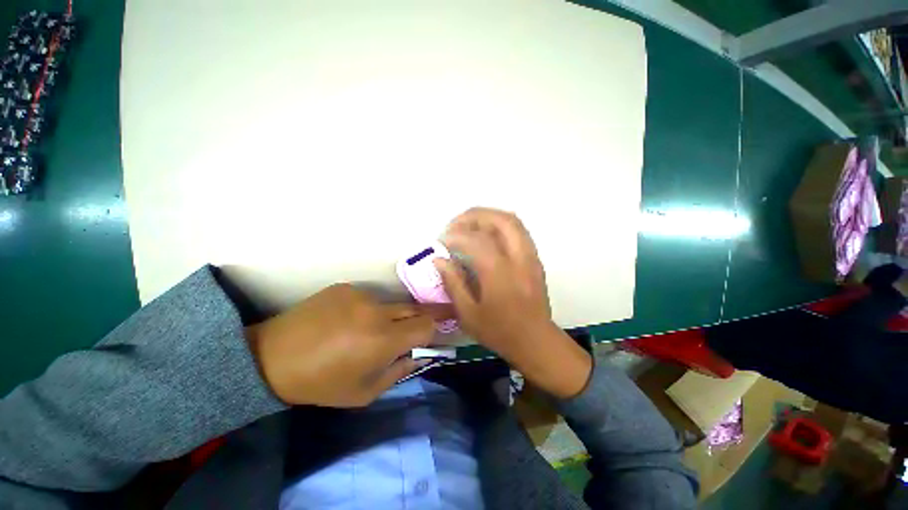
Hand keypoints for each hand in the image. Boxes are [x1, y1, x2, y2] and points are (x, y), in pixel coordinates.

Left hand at [246, 284, 439, 406]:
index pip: (426, 324)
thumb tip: (421, 354)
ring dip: (391, 316)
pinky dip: (368, 310)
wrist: (272, 357)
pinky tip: (348, 321)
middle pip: (415, 308)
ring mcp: (359, 295)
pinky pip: (368, 298)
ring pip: (391, 304)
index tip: (444, 325)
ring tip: (371, 330)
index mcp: (383, 340)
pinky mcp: (345, 287)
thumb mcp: (364, 392)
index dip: (437, 325)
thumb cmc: (321, 383)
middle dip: (427, 314)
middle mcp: (376, 311)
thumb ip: (400, 371)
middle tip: (435, 315)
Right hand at [435, 208, 591, 398]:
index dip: (455, 236)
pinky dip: (499, 224)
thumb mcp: (468, 314)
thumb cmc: (499, 331)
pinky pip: (518, 230)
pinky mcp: (534, 258)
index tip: (442, 242)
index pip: (475, 240)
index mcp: (499, 273)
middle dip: (474, 216)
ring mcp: (530, 256)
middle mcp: (518, 258)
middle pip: (500, 219)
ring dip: (488, 216)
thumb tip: (439, 259)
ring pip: (512, 220)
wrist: (536, 341)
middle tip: (455, 225)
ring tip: (469, 226)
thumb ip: (453, 283)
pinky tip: (486, 234)